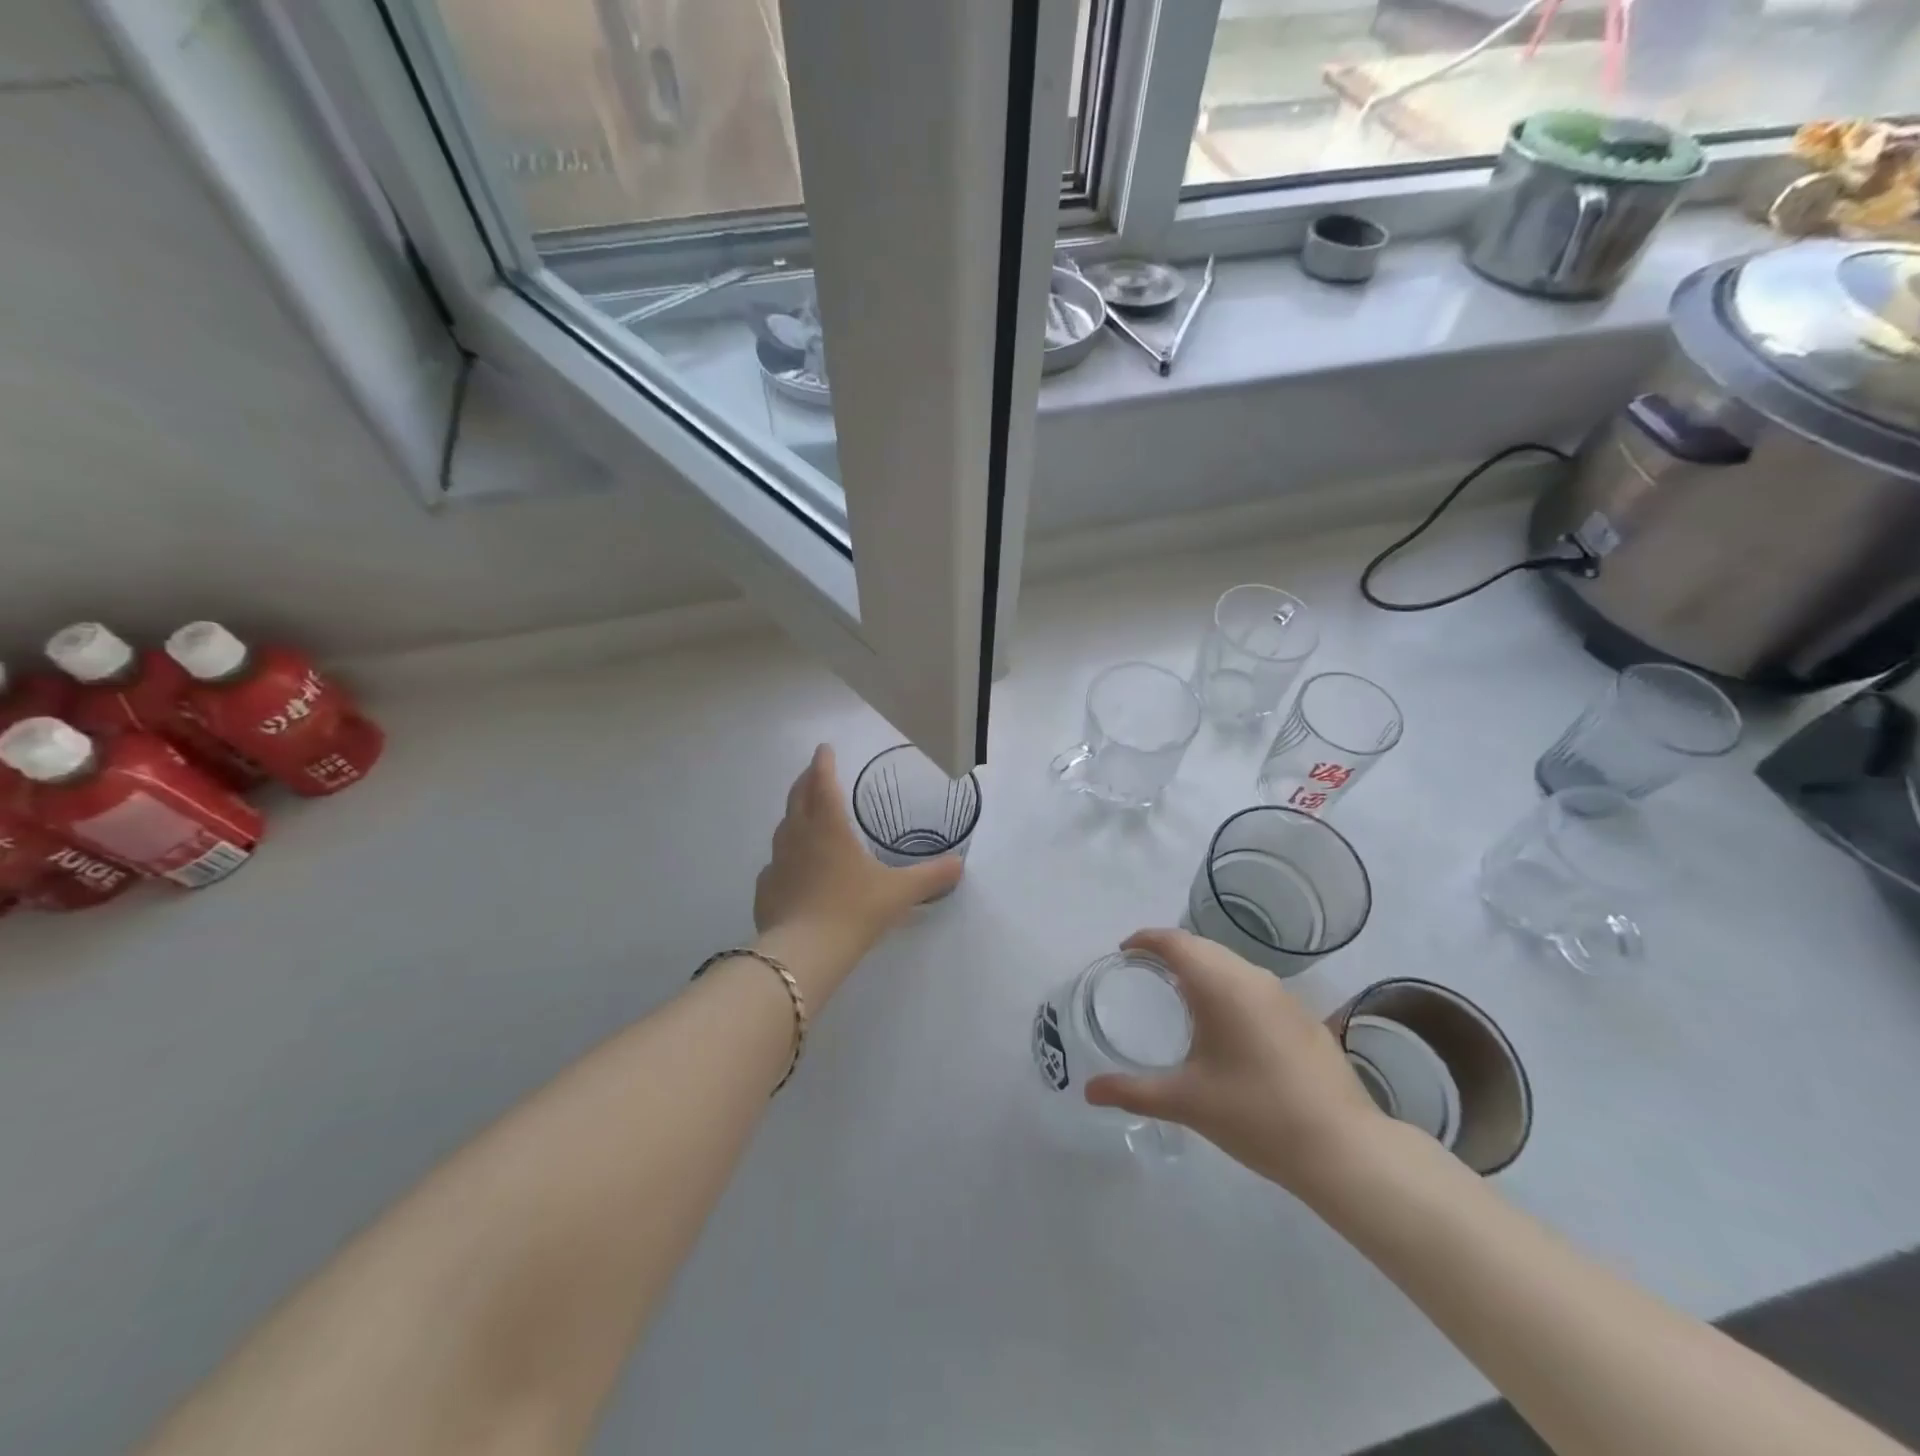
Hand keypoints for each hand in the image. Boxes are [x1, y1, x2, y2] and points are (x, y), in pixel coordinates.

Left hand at [754, 745, 962, 952]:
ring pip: (783, 828)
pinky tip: (792, 870)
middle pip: (798, 798)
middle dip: (806, 780)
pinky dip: (785, 858)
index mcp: (829, 827)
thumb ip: (930, 877)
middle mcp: (799, 836)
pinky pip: (775, 864)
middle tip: (814, 772)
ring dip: (794, 815)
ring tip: (804, 816)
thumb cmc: (854, 910)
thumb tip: (959, 865)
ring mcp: (777, 862)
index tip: (824, 748)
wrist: (804, 952)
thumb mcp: (899, 892)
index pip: (823, 782)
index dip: (824, 762)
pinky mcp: (766, 888)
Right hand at [1084, 928, 1389, 1195]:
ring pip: (1231, 964)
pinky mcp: (1303, 1017)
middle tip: (1143, 975)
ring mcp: (1283, 996)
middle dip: (1170, 952)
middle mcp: (1252, 978)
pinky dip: (1228, 987)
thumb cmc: (1257, 1115)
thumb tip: (1089, 1091)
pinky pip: (1253, 985)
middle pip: (1202, 947)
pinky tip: (1224, 1026)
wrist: (1345, 1149)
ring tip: (1178, 996)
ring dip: (1201, 969)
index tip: (1124, 953)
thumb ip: (1133, 1091)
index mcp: (1221, 985)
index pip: (1175, 941)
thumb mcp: (1187, 1102)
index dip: (1145, 940)